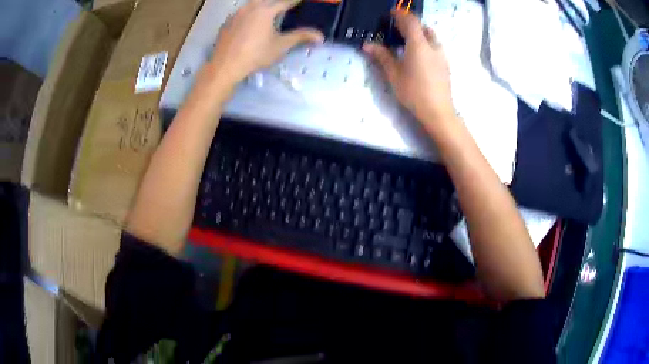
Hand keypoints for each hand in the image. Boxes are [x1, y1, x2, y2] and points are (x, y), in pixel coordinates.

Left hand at [209, 0, 323, 85]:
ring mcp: (237, 13)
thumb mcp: (281, 46)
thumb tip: (320, 36)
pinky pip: (242, 12)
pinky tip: (250, 22)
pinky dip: (249, 13)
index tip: (302, 1)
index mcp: (266, 10)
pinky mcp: (227, 21)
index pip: (286, 1)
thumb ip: (301, 37)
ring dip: (263, 5)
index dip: (296, 1)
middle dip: (279, 3)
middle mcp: (251, 6)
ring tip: (269, 13)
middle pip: (269, 0)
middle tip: (286, 7)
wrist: (225, 66)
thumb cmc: (255, 55)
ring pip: (254, 3)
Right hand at [363, 11, 454, 126]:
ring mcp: (442, 56)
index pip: (411, 22)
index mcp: (419, 45)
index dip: (401, 14)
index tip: (392, 12)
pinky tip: (418, 56)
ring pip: (431, 37)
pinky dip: (426, 44)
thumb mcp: (394, 74)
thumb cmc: (414, 92)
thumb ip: (382, 56)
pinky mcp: (445, 65)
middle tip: (398, 28)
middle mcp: (433, 46)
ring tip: (407, 41)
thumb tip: (367, 45)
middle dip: (411, 24)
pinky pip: (435, 47)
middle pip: (423, 27)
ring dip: (420, 34)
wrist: (438, 111)